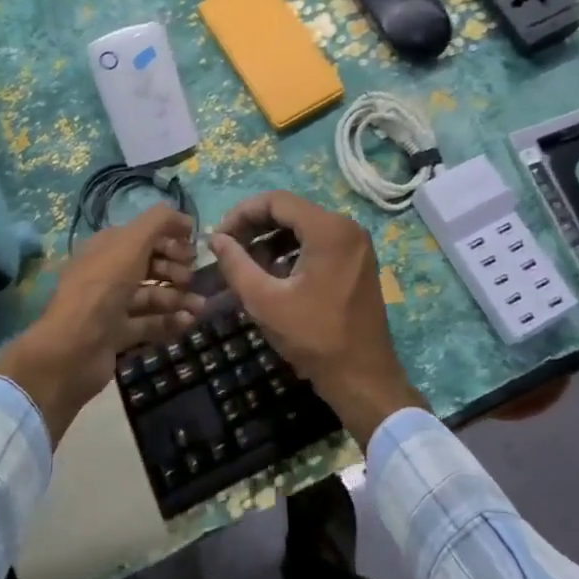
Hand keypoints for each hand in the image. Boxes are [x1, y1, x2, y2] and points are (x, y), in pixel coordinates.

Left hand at [0, 204, 204, 443]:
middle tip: (191, 278)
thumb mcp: (131, 243)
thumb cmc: (103, 288)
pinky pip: (149, 323)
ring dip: (178, 297)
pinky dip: (170, 321)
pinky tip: (188, 321)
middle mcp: (107, 273)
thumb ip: (159, 222)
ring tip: (199, 306)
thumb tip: (183, 217)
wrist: (73, 348)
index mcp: (106, 247)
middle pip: (149, 265)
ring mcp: (111, 306)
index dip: (169, 238)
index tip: (193, 247)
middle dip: (175, 268)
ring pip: (152, 295)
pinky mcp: (117, 335)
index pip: (143, 235)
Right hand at [208, 191, 424, 446]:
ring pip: (302, 228)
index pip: (276, 201)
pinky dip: (290, 253)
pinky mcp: (356, 262)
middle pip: (290, 212)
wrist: (363, 378)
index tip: (219, 237)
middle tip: (227, 251)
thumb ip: (236, 264)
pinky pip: (317, 244)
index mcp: (329, 229)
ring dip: (270, 241)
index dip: (241, 213)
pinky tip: (271, 276)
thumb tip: (215, 239)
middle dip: (254, 228)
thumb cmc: (314, 337)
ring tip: (244, 267)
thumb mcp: (264, 300)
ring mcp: (355, 245)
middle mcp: (347, 227)